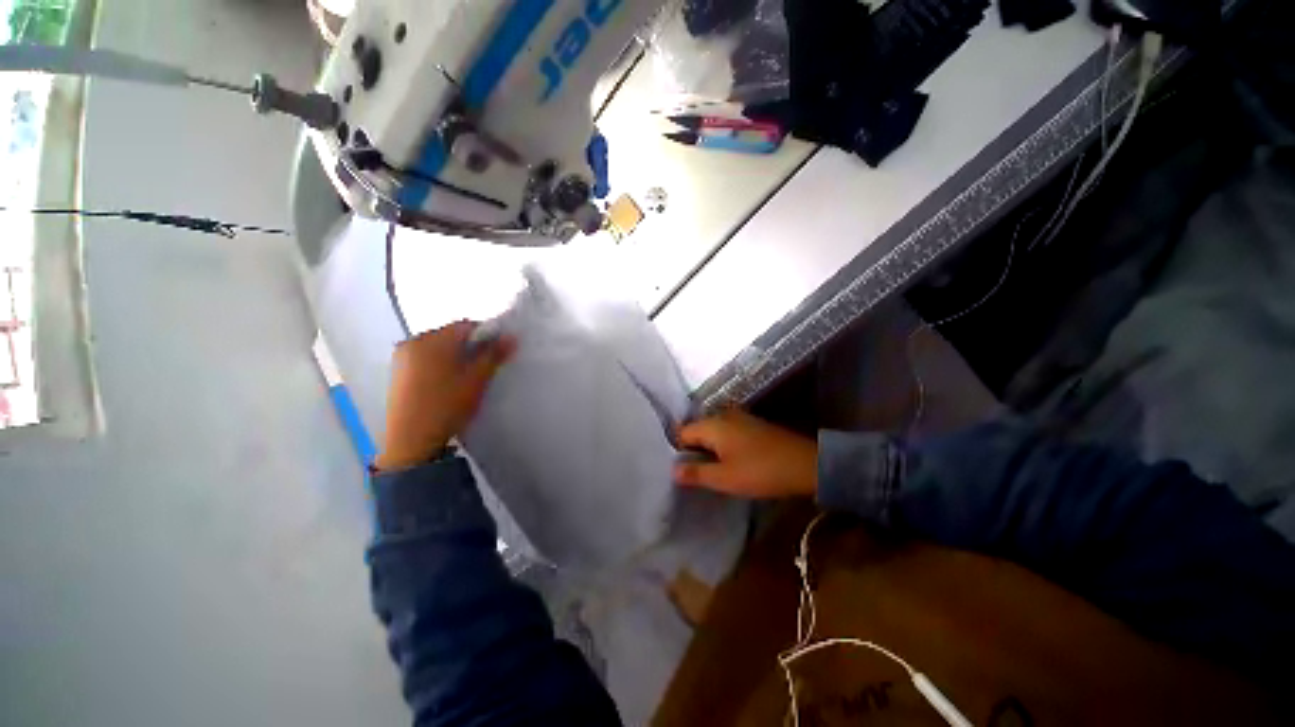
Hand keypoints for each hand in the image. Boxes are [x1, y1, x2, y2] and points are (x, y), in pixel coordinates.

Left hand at [374, 321, 515, 471]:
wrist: (411, 441)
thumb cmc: (447, 405)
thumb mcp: (477, 380)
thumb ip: (494, 355)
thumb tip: (511, 337)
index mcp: (431, 340)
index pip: (466, 326)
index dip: (487, 335)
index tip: (499, 351)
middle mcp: (412, 342)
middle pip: (450, 336)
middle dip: (470, 346)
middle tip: (485, 366)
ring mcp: (401, 358)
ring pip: (438, 348)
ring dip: (455, 356)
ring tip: (467, 377)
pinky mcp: (397, 373)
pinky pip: (425, 359)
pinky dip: (440, 365)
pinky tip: (448, 384)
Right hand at [673, 409, 817, 498]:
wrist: (806, 464)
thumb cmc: (761, 471)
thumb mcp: (725, 478)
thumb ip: (696, 473)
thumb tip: (672, 470)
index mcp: (712, 424)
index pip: (682, 433)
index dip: (678, 452)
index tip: (682, 471)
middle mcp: (723, 415)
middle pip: (697, 430)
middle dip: (693, 450)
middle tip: (695, 474)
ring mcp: (739, 417)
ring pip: (712, 431)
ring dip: (709, 449)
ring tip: (711, 470)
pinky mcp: (752, 424)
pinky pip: (726, 431)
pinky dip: (723, 445)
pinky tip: (729, 462)